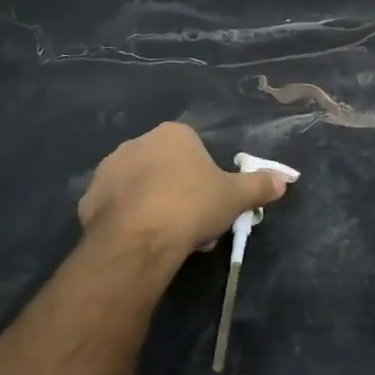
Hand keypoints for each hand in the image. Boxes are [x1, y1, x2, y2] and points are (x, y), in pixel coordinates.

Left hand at [79, 123, 288, 259]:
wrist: (139, 237)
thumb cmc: (192, 206)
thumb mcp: (235, 197)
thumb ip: (259, 185)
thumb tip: (285, 179)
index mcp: (173, 134)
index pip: (194, 149)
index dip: (205, 177)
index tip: (210, 203)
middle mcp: (137, 142)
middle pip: (165, 166)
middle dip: (177, 190)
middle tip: (191, 222)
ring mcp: (109, 168)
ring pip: (139, 185)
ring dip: (151, 203)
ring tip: (165, 235)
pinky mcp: (89, 197)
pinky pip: (115, 206)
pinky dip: (127, 218)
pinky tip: (139, 239)